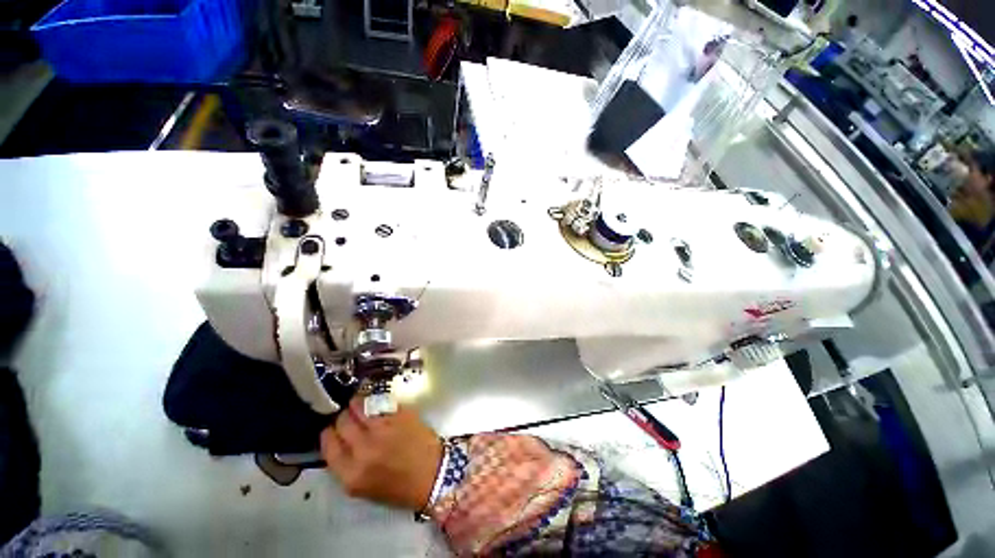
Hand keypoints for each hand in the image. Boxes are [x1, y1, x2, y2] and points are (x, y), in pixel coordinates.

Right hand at [320, 397, 442, 510]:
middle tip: (349, 417)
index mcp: (352, 473)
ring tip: (361, 406)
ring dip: (358, 405)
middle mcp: (364, 448)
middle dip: (343, 418)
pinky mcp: (400, 414)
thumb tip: (338, 441)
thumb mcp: (363, 487)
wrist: (432, 475)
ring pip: (360, 406)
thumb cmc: (398, 488)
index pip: (328, 444)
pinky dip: (376, 402)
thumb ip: (347, 465)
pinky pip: (381, 402)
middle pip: (342, 421)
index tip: (332, 430)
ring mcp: (384, 428)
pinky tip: (378, 405)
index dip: (329, 434)